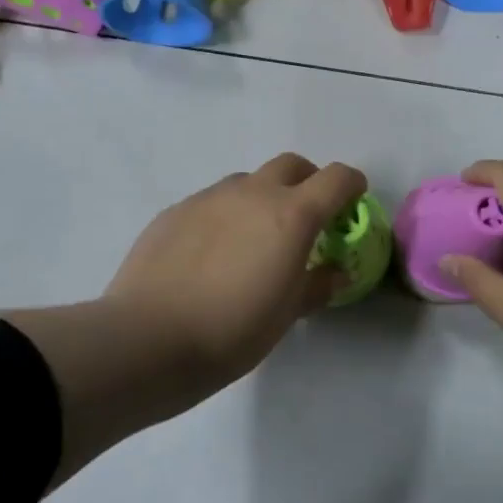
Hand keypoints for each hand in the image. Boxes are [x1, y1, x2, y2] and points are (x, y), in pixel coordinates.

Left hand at [103, 153, 367, 383]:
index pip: (335, 178)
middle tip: (306, 217)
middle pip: (291, 165)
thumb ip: (316, 285)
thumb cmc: (232, 330)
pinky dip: (225, 215)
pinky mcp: (175, 210)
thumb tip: (336, 272)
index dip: (351, 184)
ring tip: (254, 238)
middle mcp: (252, 193)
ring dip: (262, 197)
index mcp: (291, 215)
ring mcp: (209, 197)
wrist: (149, 337)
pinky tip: (212, 253)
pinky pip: (212, 201)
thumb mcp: (286, 314)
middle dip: (307, 181)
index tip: (353, 200)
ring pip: (247, 181)